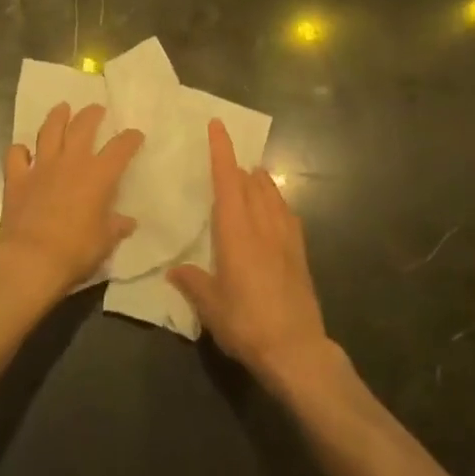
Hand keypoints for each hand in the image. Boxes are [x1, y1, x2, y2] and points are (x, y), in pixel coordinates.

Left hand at [0, 102, 142, 299]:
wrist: (31, 260)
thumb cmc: (75, 250)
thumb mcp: (105, 241)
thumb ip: (116, 227)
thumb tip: (127, 222)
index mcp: (98, 175)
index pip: (120, 148)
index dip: (130, 139)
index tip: (135, 135)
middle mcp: (71, 162)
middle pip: (83, 126)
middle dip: (92, 114)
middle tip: (96, 109)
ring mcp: (41, 167)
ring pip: (49, 131)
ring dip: (57, 117)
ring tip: (62, 108)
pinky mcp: (16, 178)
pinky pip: (15, 155)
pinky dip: (20, 150)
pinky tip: (23, 151)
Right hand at [168, 121, 330, 382]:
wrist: (296, 350)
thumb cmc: (247, 324)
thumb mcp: (211, 307)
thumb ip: (192, 283)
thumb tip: (174, 270)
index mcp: (237, 232)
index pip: (228, 181)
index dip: (222, 151)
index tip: (217, 125)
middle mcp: (262, 225)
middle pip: (251, 182)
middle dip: (238, 165)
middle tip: (226, 158)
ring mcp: (285, 237)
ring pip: (272, 194)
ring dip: (259, 181)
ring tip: (250, 175)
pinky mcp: (300, 253)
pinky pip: (287, 214)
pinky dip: (276, 202)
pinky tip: (273, 209)